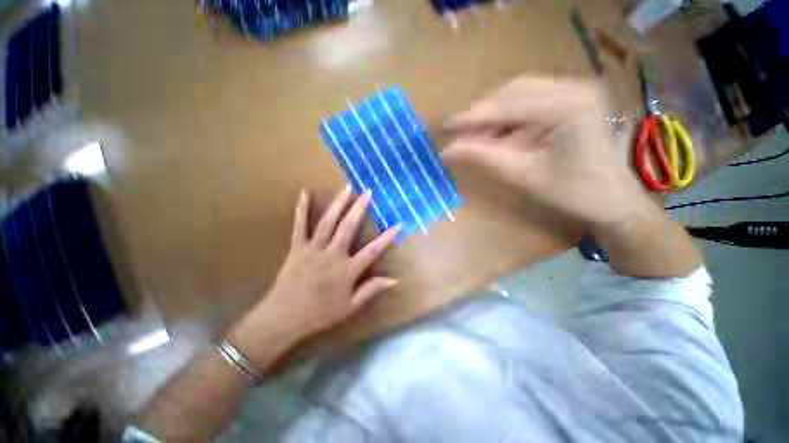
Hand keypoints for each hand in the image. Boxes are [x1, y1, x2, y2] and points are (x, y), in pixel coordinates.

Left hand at [230, 186, 399, 360]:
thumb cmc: (319, 315)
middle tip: (368, 192)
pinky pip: (299, 225)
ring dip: (338, 203)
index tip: (397, 225)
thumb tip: (393, 279)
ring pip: (327, 222)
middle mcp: (332, 255)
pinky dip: (301, 208)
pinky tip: (304, 193)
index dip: (386, 238)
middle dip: (359, 208)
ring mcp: (313, 249)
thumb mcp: (349, 308)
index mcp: (347, 271)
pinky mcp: (297, 248)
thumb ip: (370, 291)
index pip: (372, 252)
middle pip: (348, 227)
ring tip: (347, 188)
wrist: (287, 315)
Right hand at [443, 77, 645, 225]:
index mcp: (568, 105)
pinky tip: (509, 130)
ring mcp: (579, 87)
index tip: (445, 126)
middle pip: (516, 89)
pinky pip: (541, 96)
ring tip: (484, 134)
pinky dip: (521, 111)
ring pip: (526, 90)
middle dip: (488, 111)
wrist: (623, 200)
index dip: (475, 115)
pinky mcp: (580, 93)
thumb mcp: (533, 178)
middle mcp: (574, 86)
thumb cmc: (583, 195)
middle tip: (463, 133)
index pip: (510, 103)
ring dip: (502, 111)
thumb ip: (489, 158)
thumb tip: (448, 150)